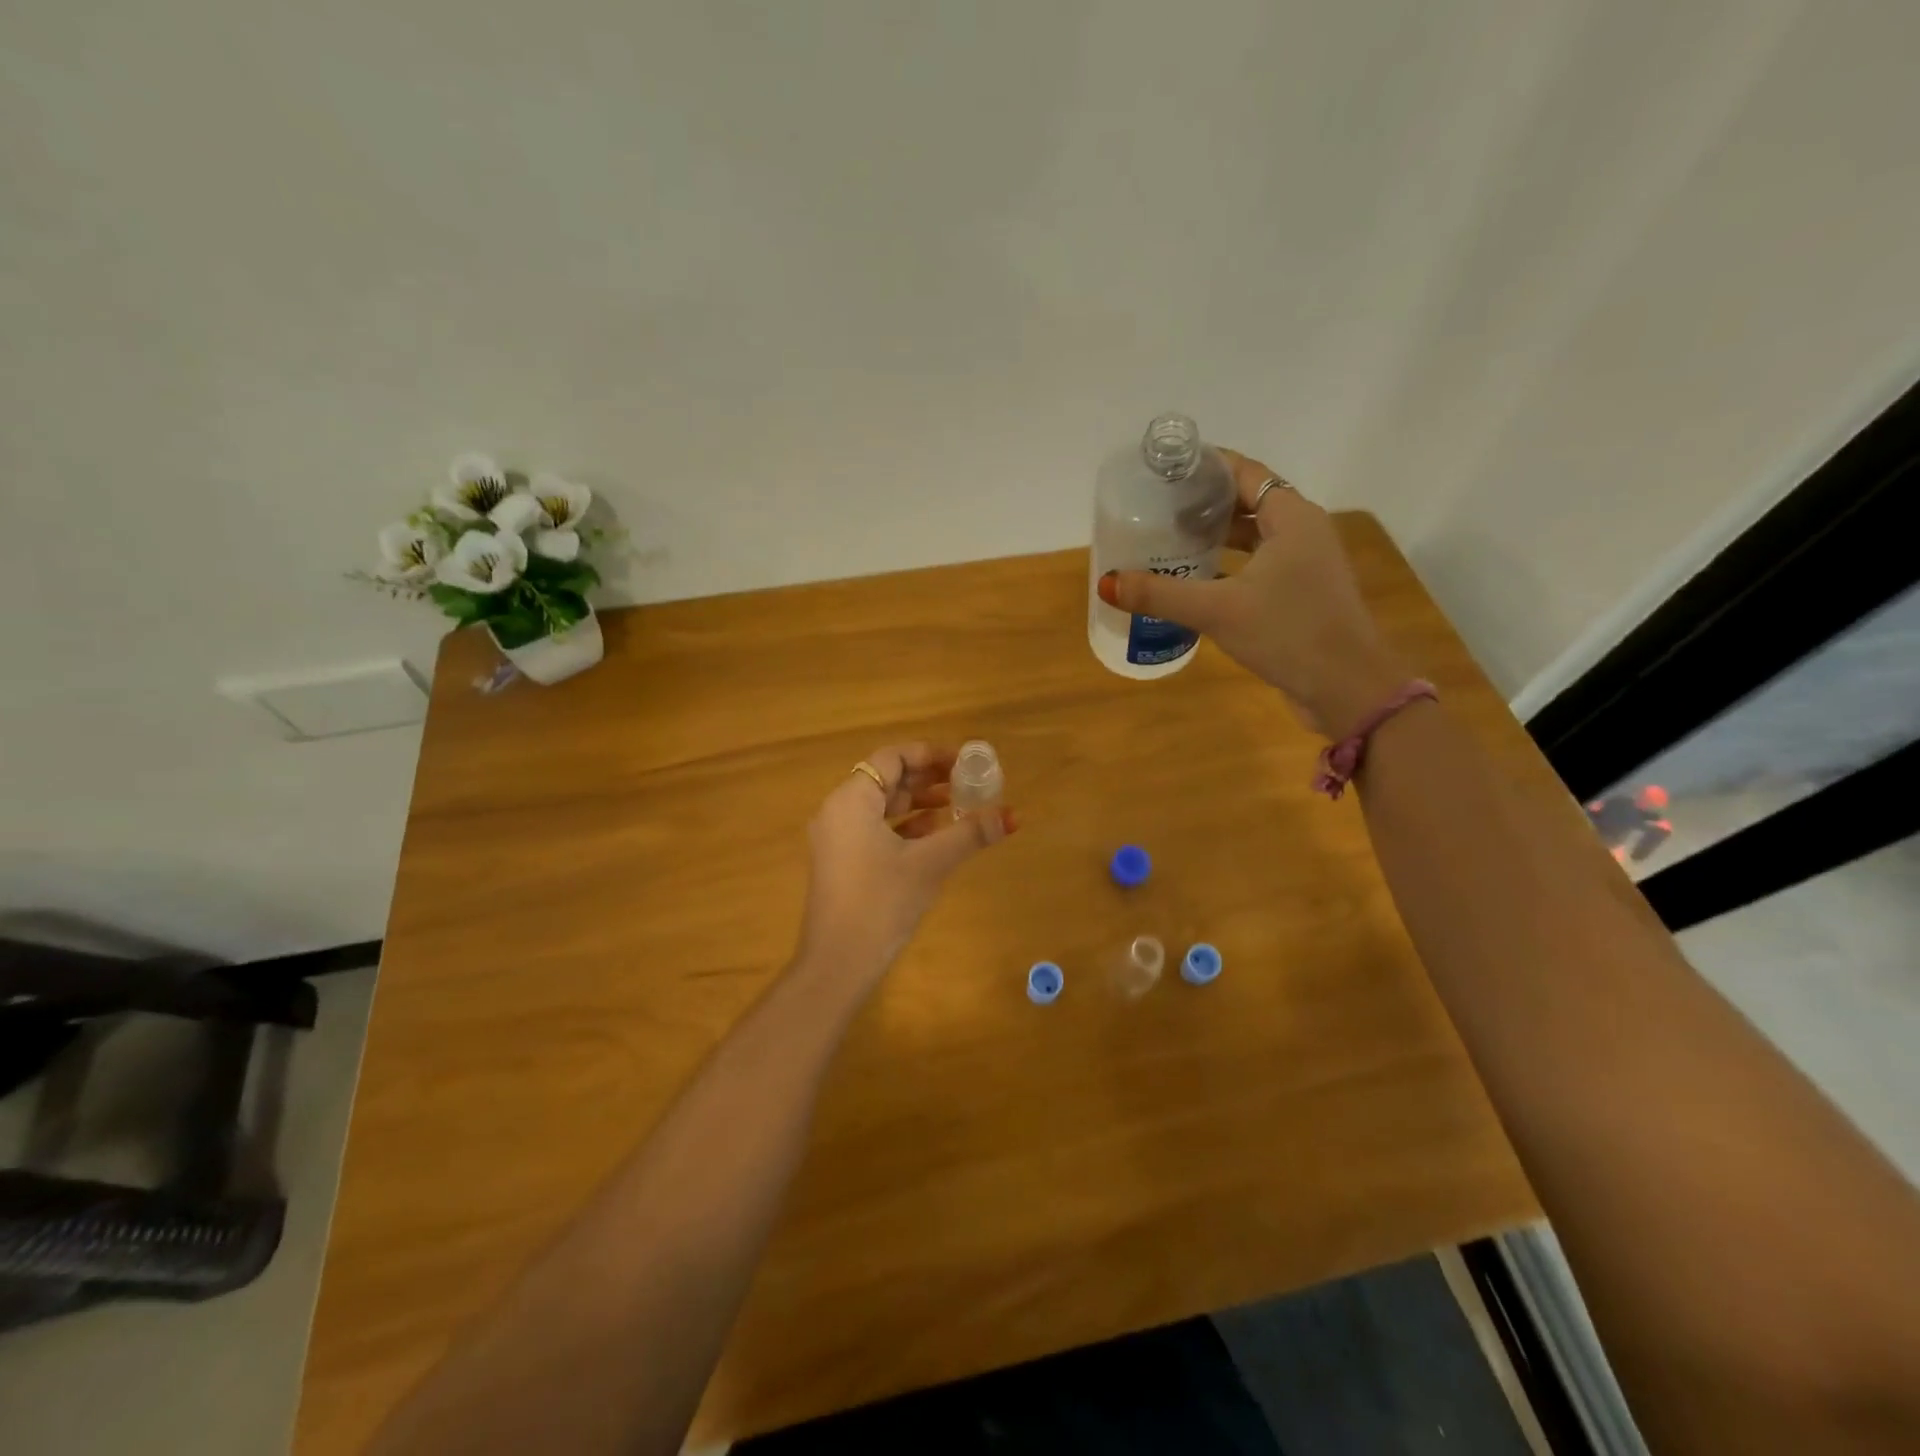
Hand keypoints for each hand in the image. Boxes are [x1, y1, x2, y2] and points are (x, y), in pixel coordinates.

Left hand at [796, 742, 1016, 988]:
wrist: (838, 963)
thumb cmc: (881, 902)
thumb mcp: (930, 864)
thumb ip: (970, 833)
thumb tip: (1012, 815)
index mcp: (851, 800)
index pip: (891, 758)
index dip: (929, 754)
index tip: (963, 762)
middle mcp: (838, 811)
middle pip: (886, 779)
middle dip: (927, 778)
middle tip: (966, 782)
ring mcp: (837, 839)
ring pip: (881, 806)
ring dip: (918, 802)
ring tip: (957, 805)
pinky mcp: (842, 863)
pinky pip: (874, 829)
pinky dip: (904, 826)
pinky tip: (934, 835)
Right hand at [1098, 448, 1404, 735]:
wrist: (1347, 687)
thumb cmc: (1287, 632)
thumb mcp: (1216, 609)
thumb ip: (1160, 593)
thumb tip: (1107, 583)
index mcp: (1291, 517)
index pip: (1245, 472)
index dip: (1206, 467)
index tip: (1165, 470)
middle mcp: (1302, 531)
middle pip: (1248, 503)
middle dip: (1204, 503)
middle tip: (1157, 508)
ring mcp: (1305, 565)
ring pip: (1254, 538)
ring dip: (1215, 537)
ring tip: (1169, 540)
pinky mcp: (1301, 594)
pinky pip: (1258, 566)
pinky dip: (1228, 566)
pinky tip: (1195, 581)